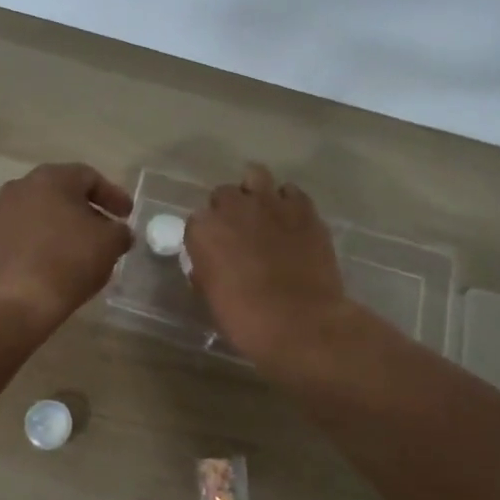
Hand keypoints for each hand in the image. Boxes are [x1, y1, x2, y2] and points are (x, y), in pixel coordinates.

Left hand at [0, 163, 133, 334]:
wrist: (14, 303)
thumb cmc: (67, 262)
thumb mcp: (110, 244)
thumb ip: (120, 231)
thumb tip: (117, 232)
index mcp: (51, 178)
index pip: (89, 178)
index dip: (113, 196)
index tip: (127, 216)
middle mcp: (21, 187)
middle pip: (62, 193)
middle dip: (87, 211)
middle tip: (106, 231)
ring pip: (41, 214)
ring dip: (63, 227)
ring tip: (81, 251)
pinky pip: (24, 235)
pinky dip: (43, 243)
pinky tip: (55, 264)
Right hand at [186, 164, 355, 373]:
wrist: (301, 323)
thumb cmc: (247, 320)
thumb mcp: (212, 297)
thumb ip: (206, 270)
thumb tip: (208, 265)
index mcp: (203, 231)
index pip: (196, 221)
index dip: (206, 236)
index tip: (214, 251)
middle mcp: (233, 208)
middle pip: (223, 194)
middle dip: (228, 209)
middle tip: (240, 232)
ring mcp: (270, 204)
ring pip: (256, 176)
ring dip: (255, 191)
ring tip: (263, 212)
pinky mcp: (303, 209)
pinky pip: (291, 192)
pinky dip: (288, 202)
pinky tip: (292, 220)